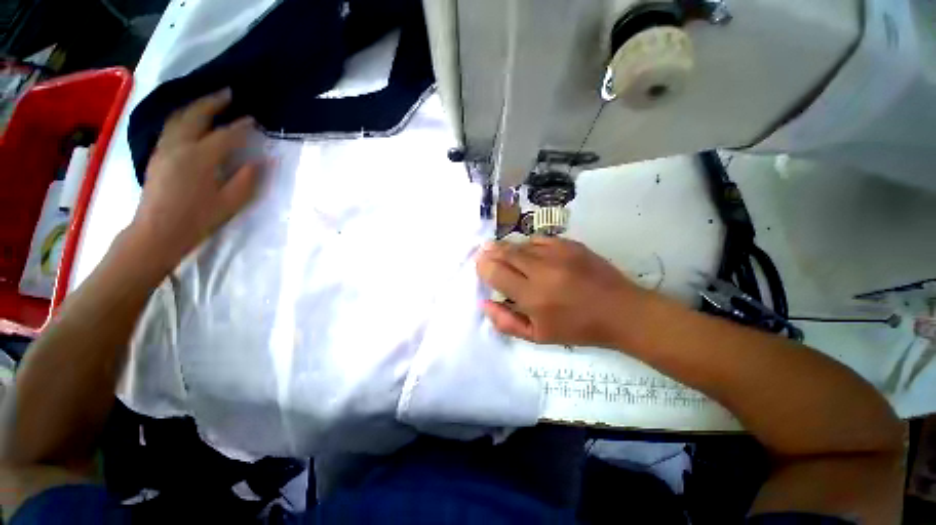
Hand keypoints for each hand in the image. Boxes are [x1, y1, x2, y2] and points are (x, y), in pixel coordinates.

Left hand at [129, 89, 263, 271]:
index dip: (240, 127)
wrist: (157, 232)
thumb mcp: (231, 203)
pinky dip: (183, 116)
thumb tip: (263, 160)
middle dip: (213, 103)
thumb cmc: (198, 220)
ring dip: (195, 106)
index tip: (253, 119)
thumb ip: (248, 179)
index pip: (225, 135)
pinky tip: (190, 118)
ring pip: (179, 117)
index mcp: (200, 159)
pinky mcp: (157, 155)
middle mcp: (179, 146)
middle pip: (196, 116)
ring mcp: (165, 149)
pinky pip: (170, 126)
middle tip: (228, 94)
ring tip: (210, 101)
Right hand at [476, 237, 648, 347]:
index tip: (481, 266)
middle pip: (505, 252)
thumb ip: (506, 322)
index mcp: (533, 296)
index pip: (496, 272)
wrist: (620, 311)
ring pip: (521, 244)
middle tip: (485, 253)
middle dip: (491, 252)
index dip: (483, 266)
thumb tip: (485, 302)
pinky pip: (539, 238)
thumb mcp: (538, 336)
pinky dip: (529, 245)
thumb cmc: (577, 329)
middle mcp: (542, 270)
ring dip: (509, 248)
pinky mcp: (570, 244)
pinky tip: (530, 252)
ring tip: (505, 253)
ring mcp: (558, 253)